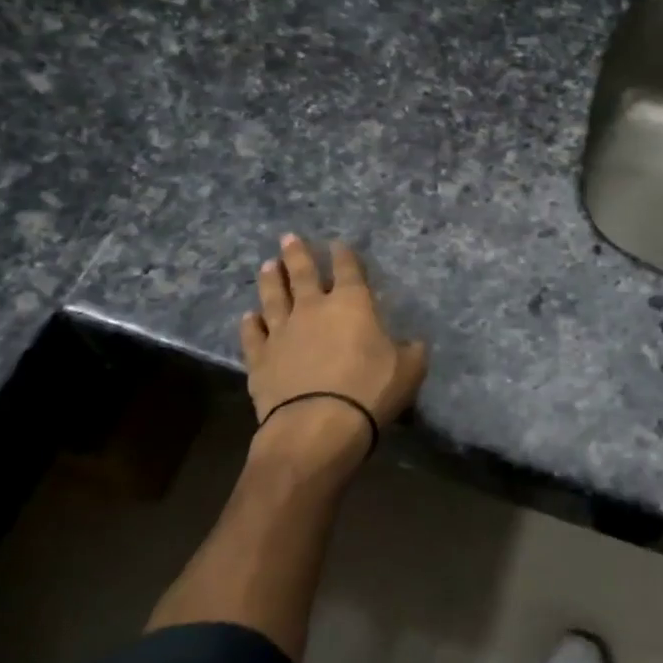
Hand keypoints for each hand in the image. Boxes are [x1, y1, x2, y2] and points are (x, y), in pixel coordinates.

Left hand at [240, 235, 428, 466]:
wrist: (317, 425)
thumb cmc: (369, 391)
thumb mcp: (409, 370)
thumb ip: (411, 351)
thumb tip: (413, 343)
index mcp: (352, 304)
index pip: (348, 270)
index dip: (344, 255)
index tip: (337, 244)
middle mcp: (313, 308)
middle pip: (303, 274)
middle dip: (297, 254)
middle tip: (288, 238)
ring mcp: (282, 332)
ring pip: (273, 297)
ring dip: (271, 280)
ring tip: (268, 266)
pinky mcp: (260, 359)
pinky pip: (253, 335)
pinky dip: (250, 324)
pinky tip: (248, 316)